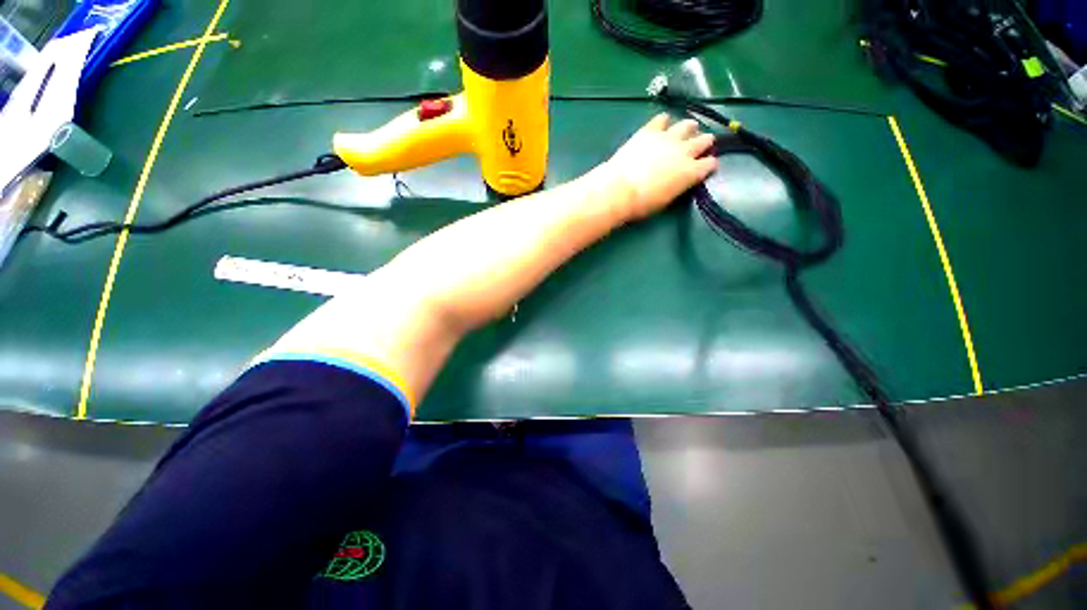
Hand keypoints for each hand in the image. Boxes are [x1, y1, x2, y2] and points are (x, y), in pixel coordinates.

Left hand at [599, 114, 717, 220]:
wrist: (621, 189)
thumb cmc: (642, 204)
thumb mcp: (666, 200)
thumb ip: (677, 186)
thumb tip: (678, 181)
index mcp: (691, 172)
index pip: (709, 164)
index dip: (709, 164)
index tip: (707, 165)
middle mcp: (685, 151)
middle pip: (704, 140)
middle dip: (704, 142)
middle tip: (702, 143)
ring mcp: (668, 138)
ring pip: (687, 125)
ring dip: (689, 128)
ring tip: (688, 128)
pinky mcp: (650, 130)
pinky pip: (662, 119)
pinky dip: (664, 121)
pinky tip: (662, 123)